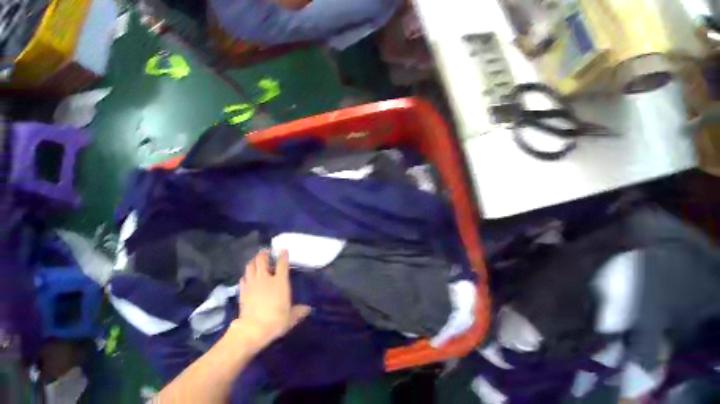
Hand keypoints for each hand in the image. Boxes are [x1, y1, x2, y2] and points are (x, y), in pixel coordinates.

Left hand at [233, 250, 310, 347]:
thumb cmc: (276, 321)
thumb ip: (299, 311)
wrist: (254, 327)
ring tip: (256, 262)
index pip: (282, 264)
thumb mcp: (291, 318)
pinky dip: (246, 275)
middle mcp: (265, 278)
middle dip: (264, 254)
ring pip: (250, 265)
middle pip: (262, 259)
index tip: (283, 250)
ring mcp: (251, 282)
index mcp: (280, 282)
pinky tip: (248, 277)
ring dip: (254, 261)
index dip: (283, 255)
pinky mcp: (242, 289)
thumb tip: (307, 309)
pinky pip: (243, 277)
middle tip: (267, 253)